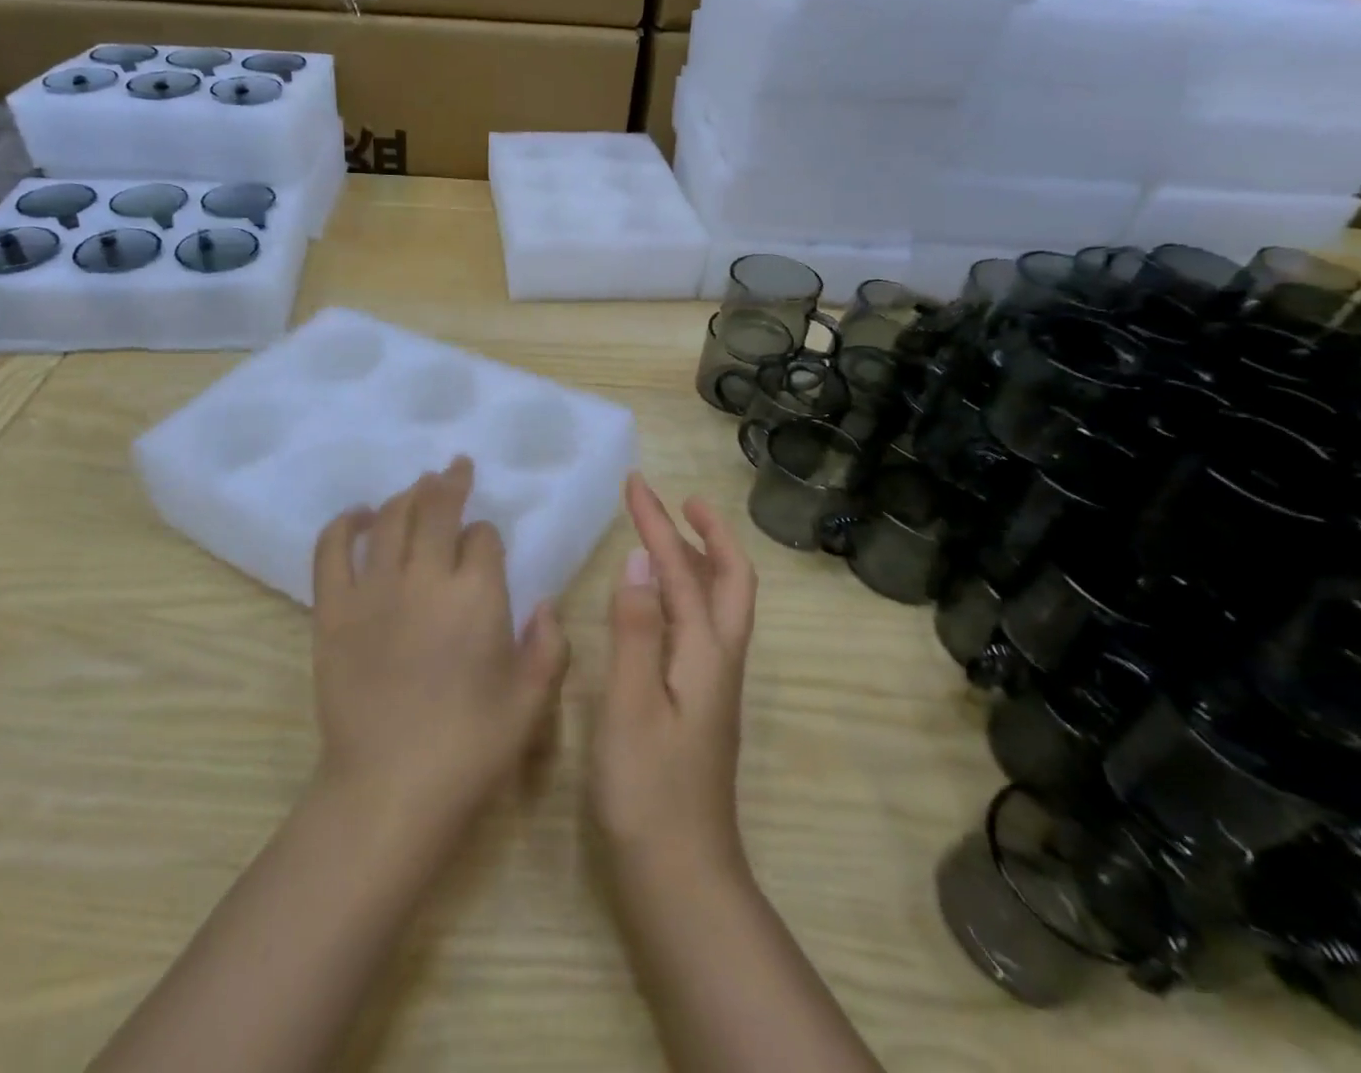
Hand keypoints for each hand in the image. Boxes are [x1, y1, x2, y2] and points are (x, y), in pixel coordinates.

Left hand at [311, 456, 570, 838]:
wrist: (388, 789)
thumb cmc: (469, 748)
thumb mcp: (530, 703)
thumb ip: (549, 647)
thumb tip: (545, 604)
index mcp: (477, 596)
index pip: (483, 538)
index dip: (487, 535)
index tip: (486, 545)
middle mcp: (425, 578)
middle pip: (436, 509)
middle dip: (450, 483)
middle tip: (455, 467)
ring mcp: (373, 590)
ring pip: (391, 519)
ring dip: (408, 495)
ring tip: (418, 486)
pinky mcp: (333, 609)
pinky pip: (332, 549)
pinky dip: (345, 523)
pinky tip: (359, 514)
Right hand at [590, 473, 757, 882]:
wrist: (680, 876)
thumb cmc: (647, 791)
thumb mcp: (630, 706)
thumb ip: (635, 630)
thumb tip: (638, 560)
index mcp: (705, 653)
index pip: (685, 570)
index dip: (659, 523)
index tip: (636, 484)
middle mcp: (719, 660)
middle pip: (730, 581)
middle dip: (707, 533)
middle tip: (678, 501)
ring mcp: (713, 683)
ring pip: (719, 603)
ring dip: (699, 559)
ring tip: (669, 533)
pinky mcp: (700, 702)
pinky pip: (701, 626)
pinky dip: (686, 593)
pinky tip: (660, 602)